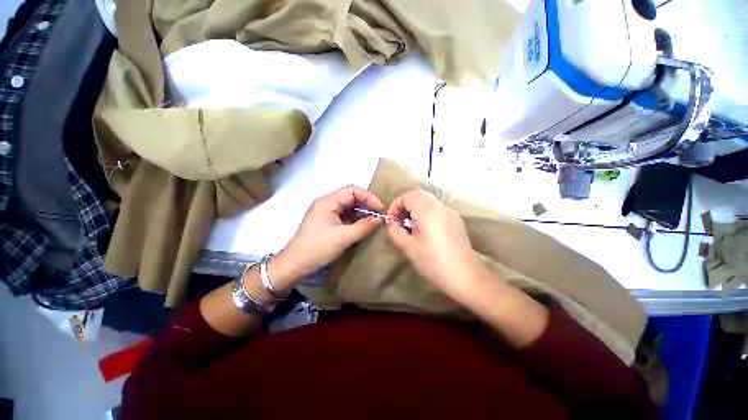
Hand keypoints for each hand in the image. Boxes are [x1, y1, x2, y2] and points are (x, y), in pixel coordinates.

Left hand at [270, 186, 383, 289]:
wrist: (295, 263)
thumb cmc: (318, 248)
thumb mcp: (344, 237)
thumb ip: (363, 226)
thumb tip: (379, 219)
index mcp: (328, 201)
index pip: (352, 190)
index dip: (368, 197)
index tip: (380, 209)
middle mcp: (326, 202)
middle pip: (350, 196)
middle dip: (365, 204)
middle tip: (377, 215)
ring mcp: (324, 211)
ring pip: (347, 205)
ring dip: (360, 211)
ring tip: (372, 220)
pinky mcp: (325, 219)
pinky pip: (342, 214)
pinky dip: (353, 217)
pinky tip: (361, 224)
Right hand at [386, 188, 481, 303]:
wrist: (464, 276)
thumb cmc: (433, 262)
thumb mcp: (408, 247)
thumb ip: (395, 231)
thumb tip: (390, 221)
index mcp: (427, 210)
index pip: (407, 195)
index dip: (395, 205)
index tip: (391, 221)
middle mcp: (439, 206)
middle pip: (418, 193)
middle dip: (405, 204)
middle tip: (400, 221)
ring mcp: (450, 211)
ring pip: (428, 199)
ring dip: (415, 207)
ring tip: (411, 226)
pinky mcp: (455, 219)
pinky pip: (437, 208)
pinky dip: (426, 212)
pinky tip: (426, 230)